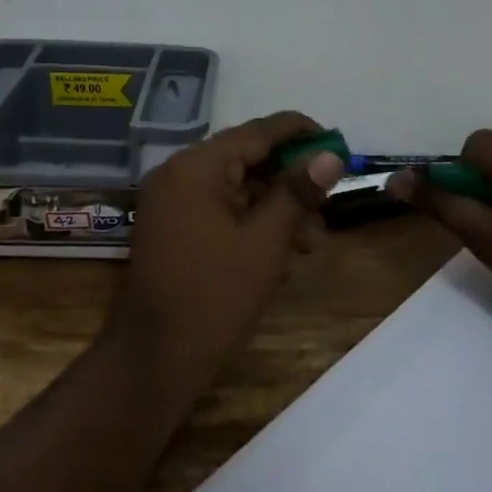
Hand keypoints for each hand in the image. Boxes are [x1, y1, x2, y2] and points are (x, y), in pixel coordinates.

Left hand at [115, 111, 345, 396]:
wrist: (155, 359)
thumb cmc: (215, 297)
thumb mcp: (266, 242)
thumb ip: (297, 192)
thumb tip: (331, 156)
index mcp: (197, 167)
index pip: (257, 132)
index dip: (300, 132)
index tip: (336, 141)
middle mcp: (178, 173)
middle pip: (246, 158)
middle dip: (290, 179)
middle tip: (328, 200)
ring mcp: (171, 201)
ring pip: (236, 187)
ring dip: (276, 206)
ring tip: (312, 240)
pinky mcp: (172, 227)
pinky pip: (219, 209)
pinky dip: (251, 222)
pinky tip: (282, 250)